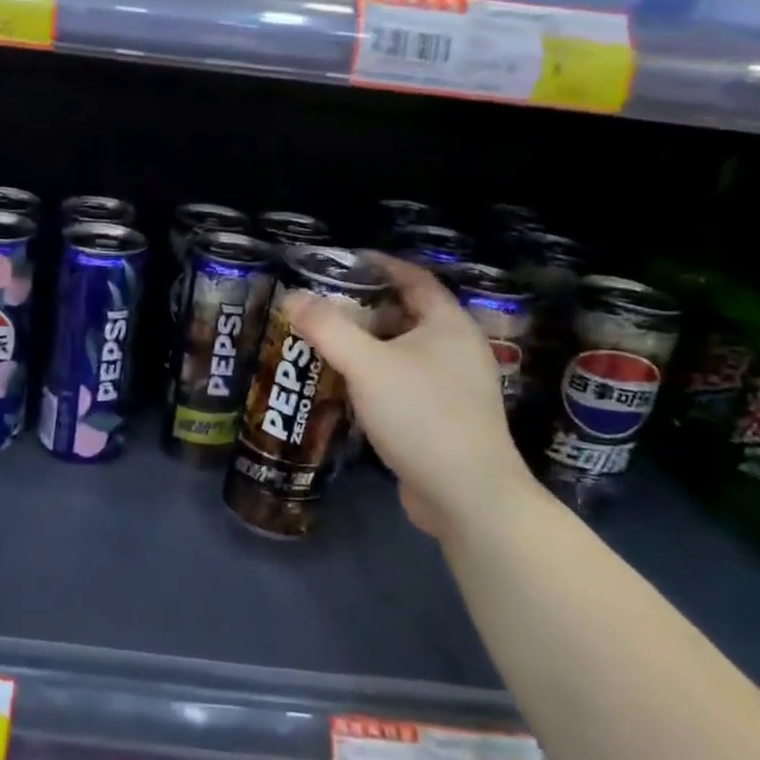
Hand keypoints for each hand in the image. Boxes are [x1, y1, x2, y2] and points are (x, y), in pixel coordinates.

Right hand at [286, 254, 538, 541]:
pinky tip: (349, 383)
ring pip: (405, 349)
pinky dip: (378, 373)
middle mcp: (457, 348)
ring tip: (328, 339)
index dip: (379, 265)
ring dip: (369, 342)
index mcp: (448, 324)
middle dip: (365, 305)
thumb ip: (327, 328)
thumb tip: (291, 296)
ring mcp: (455, 385)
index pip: (413, 278)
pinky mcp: (446, 417)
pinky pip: (406, 380)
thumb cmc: (421, 415)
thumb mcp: (366, 365)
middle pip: (407, 313)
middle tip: (323, 303)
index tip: (341, 261)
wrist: (468, 497)